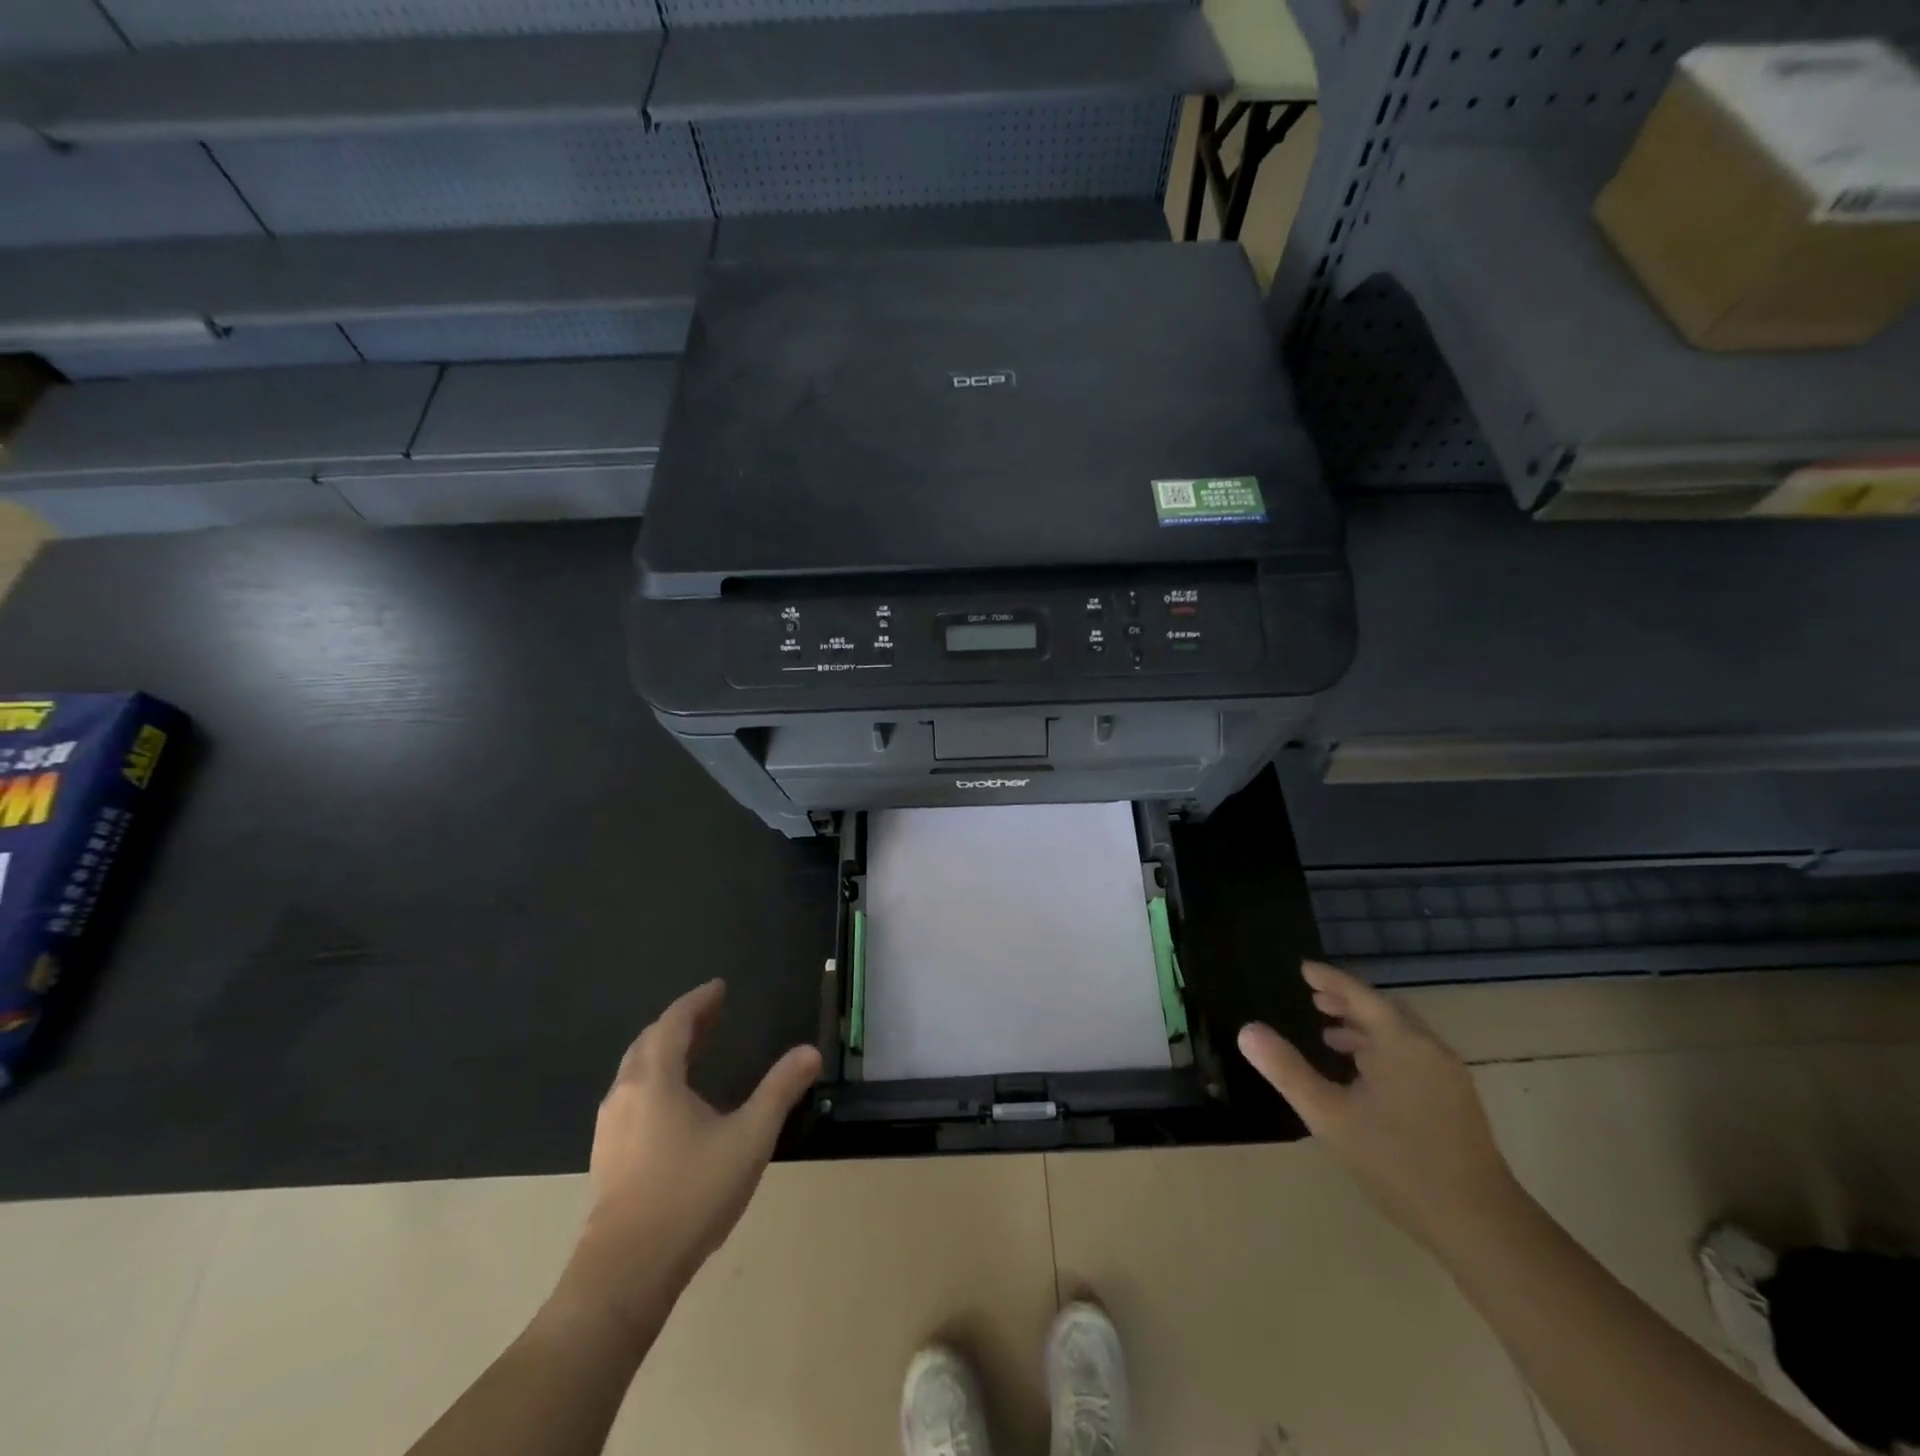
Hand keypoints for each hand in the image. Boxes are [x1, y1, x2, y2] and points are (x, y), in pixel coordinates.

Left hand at [560, 980, 821, 1339]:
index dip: (698, 1001)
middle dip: (682, 1022)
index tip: (720, 987)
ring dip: (666, 1049)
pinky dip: (656, 1077)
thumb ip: (780, 1091)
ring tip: (696, 1048)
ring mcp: (611, 1127)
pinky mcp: (608, 1155)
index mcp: (655, 1079)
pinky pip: (632, 1095)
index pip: (674, 1022)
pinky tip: (674, 1101)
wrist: (626, 1273)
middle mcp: (625, 1093)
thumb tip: (810, 1052)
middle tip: (713, 1012)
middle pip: (650, 1041)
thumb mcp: (749, 1138)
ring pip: (637, 1070)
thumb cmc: (691, 1193)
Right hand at [1238, 961, 1516, 1249]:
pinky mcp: (1455, 1101)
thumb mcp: (1329, 1116)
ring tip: (1331, 1036)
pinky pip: (1412, 1055)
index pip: (1359, 995)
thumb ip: (1287, 1070)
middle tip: (1313, 998)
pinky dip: (1383, 1049)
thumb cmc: (1398, 1163)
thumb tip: (1247, 1030)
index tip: (1303, 968)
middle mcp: (1428, 1049)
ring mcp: (1447, 1076)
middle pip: (1384, 1011)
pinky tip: (1364, 1076)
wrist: (1481, 1225)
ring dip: (1365, 1027)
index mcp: (1400, 1043)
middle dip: (1347, 1001)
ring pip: (1400, 1035)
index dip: (1329, 979)